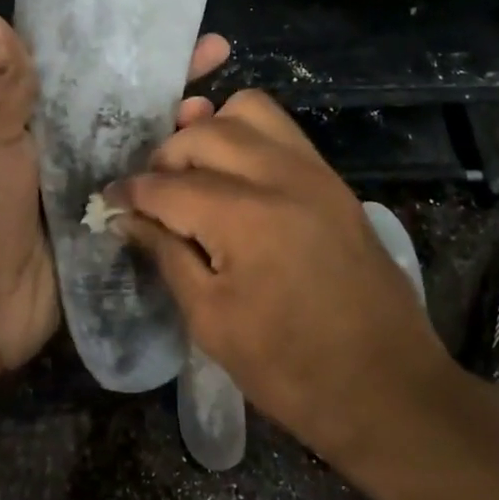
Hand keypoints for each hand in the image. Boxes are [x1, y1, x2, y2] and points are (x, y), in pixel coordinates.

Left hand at [0, 14, 229, 380]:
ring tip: (221, 111)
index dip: (128, 53)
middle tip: (218, 54)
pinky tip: (216, 168)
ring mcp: (90, 197)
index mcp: (34, 126)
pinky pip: (147, 205)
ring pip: (144, 157)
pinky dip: (177, 187)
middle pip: (126, 114)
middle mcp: (66, 156)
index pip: (90, 77)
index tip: (170, 27)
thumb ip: (7, 86)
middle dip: (168, 84)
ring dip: (180, 133)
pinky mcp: (108, 236)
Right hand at [108, 91, 448, 461]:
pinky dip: (249, 140)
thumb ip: (166, 255)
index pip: (168, 186)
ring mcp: (316, 174)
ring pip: (251, 111)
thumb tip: (127, 218)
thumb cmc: (290, 369)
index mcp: (245, 217)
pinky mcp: (336, 184)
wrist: (389, 389)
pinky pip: (283, 134)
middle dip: (166, 156)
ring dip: (212, 133)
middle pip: (206, 131)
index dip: (131, 192)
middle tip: (153, 194)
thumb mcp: (211, 320)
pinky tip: (236, 181)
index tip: (109, 199)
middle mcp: (281, 177)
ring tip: (196, 173)